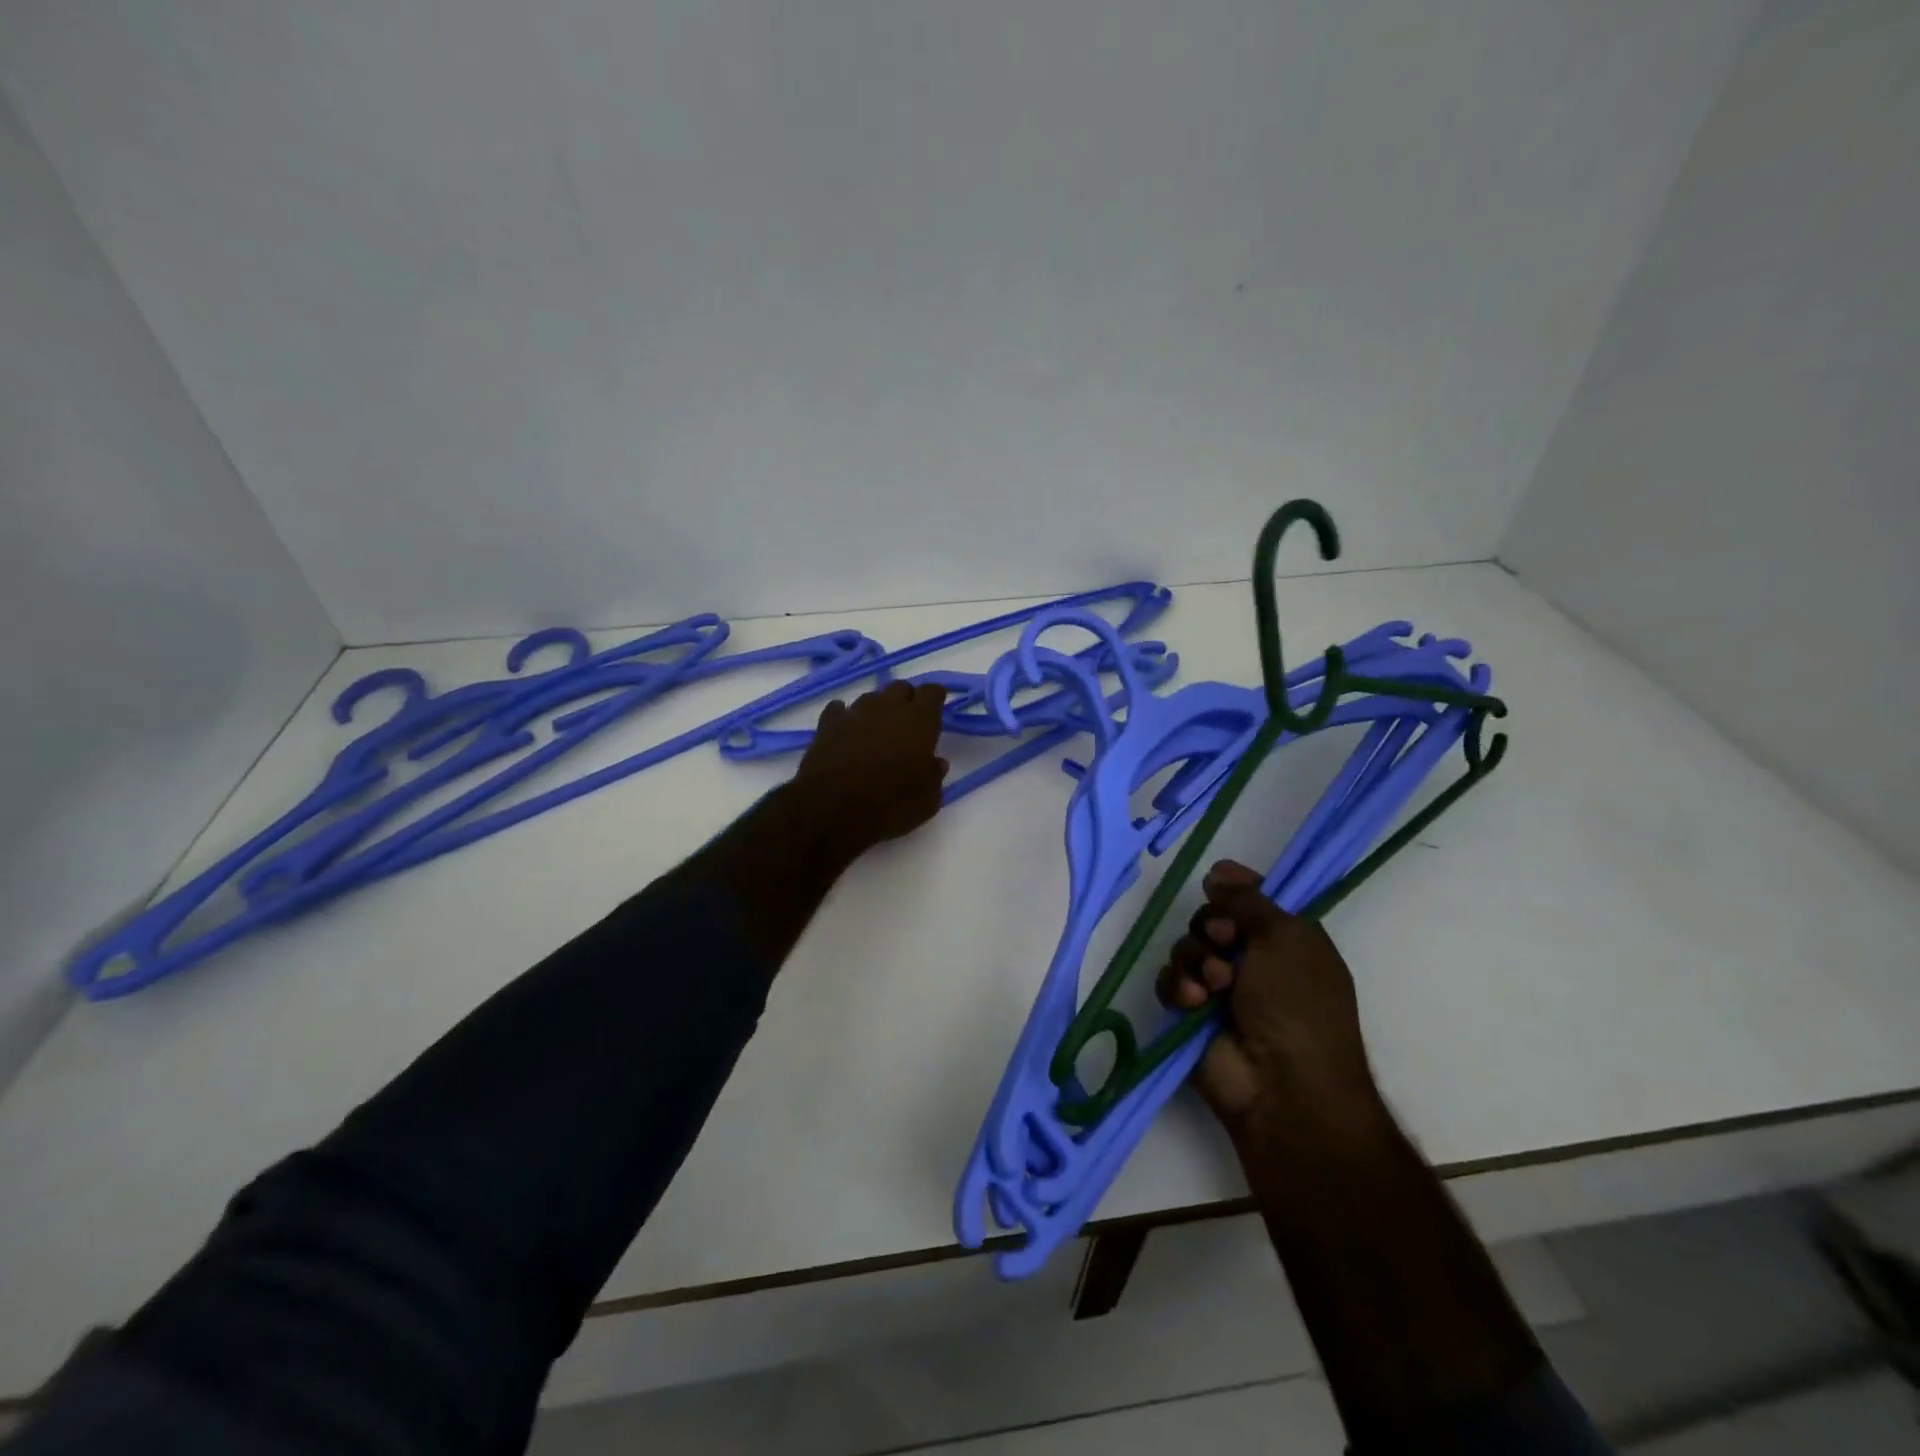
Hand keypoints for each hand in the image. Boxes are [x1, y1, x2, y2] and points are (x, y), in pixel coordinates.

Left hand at [790, 682, 949, 855]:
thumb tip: (935, 762)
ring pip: (871, 698)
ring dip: (878, 710)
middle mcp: (887, 708)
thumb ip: (934, 776)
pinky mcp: (826, 725)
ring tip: (878, 732)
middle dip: (907, 700)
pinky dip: (846, 717)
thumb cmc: (889, 807)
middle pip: (901, 688)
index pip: (932, 691)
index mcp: (918, 721)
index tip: (936, 713)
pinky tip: (847, 732)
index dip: (935, 700)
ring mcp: (854, 713)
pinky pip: (839, 710)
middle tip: (909, 724)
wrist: (830, 812)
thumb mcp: (927, 801)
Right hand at [1156, 860, 1379, 1130]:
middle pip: (1211, 920)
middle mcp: (1254, 961)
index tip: (1218, 882)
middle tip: (1225, 942)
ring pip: (1187, 948)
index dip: (1235, 888)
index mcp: (1287, 940)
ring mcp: (1221, 989)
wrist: (1283, 1086)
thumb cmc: (1298, 1005)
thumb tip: (1218, 871)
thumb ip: (1248, 899)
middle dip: (1212, 927)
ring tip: (1215, 986)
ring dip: (1197, 961)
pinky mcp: (1191, 1013)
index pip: (1253, 899)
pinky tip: (1193, 1002)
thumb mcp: (1286, 937)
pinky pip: (1170, 981)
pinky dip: (1179, 987)